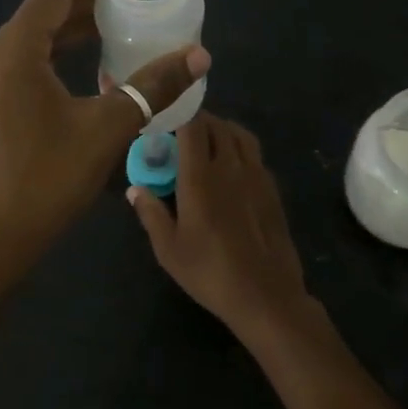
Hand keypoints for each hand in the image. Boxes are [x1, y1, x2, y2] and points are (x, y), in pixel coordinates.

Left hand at [0, 0, 209, 286]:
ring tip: (117, 24)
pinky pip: (20, 64)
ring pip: (29, 41)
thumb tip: (199, 56)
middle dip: (86, 2)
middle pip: (40, 14)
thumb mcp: (105, 131)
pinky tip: (86, 66)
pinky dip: (53, 57)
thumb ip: (151, 87)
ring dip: (70, 31)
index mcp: (9, 53)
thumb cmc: (44, 183)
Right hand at [128, 114, 311, 339]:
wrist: (266, 295)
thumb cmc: (210, 273)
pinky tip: (229, 167)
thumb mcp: (169, 249)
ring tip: (206, 142)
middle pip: (216, 124)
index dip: (178, 113)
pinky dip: (238, 146)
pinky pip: (254, 153)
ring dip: (221, 129)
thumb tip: (136, 189)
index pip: (192, 126)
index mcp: (201, 177)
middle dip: (197, 120)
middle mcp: (230, 166)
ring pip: (239, 134)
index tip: (163, 117)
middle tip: (179, 132)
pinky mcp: (271, 188)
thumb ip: (151, 213)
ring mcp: (256, 175)